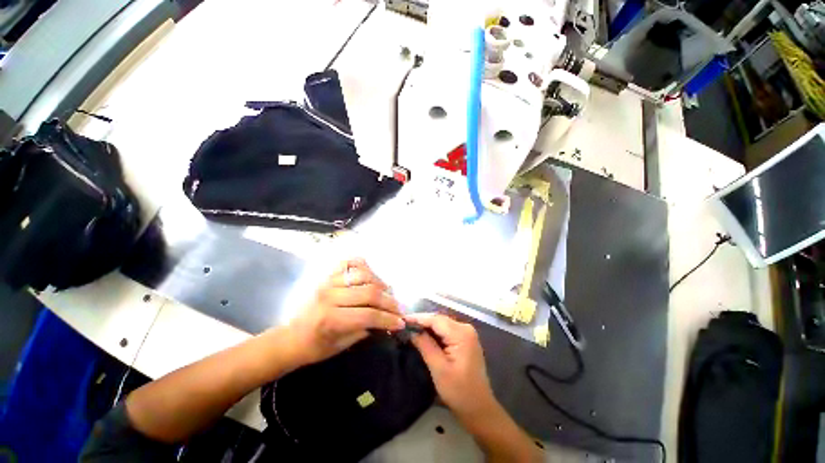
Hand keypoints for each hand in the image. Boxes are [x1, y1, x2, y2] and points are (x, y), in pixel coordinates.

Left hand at [287, 259, 404, 366]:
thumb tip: (387, 321)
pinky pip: (350, 263)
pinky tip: (370, 276)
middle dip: (389, 302)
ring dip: (380, 283)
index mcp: (331, 318)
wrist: (292, 336)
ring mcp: (329, 281)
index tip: (401, 323)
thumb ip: (365, 330)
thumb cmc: (315, 346)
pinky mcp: (328, 275)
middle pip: (370, 292)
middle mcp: (330, 296)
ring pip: (364, 275)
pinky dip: (364, 266)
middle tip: (398, 309)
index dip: (388, 318)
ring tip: (386, 293)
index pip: (368, 315)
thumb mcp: (341, 346)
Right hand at [407, 313, 497, 421]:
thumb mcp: (438, 368)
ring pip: (442, 324)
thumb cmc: (459, 391)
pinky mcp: (465, 340)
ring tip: (410, 328)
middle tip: (404, 324)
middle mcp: (465, 328)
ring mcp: (467, 333)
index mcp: (461, 334)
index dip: (418, 318)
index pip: (436, 319)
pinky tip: (424, 335)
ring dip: (427, 326)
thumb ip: (425, 345)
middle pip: (439, 320)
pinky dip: (435, 332)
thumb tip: (412, 331)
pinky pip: (447, 330)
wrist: (479, 408)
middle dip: (422, 321)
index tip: (402, 319)